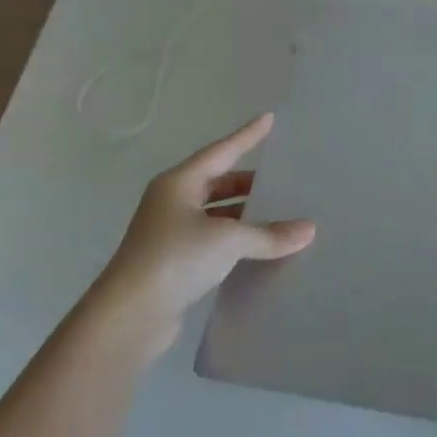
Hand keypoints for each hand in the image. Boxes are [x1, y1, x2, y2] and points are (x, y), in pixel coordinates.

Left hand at [99, 113, 315, 343]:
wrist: (128, 318)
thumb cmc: (176, 259)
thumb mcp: (229, 240)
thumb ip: (269, 234)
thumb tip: (308, 230)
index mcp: (179, 183)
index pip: (222, 151)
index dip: (247, 135)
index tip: (269, 119)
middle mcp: (172, 202)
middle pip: (217, 182)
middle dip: (248, 182)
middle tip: (282, 178)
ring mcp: (170, 234)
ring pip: (215, 214)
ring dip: (243, 214)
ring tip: (278, 214)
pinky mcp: (173, 263)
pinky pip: (212, 241)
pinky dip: (235, 240)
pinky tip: (258, 248)